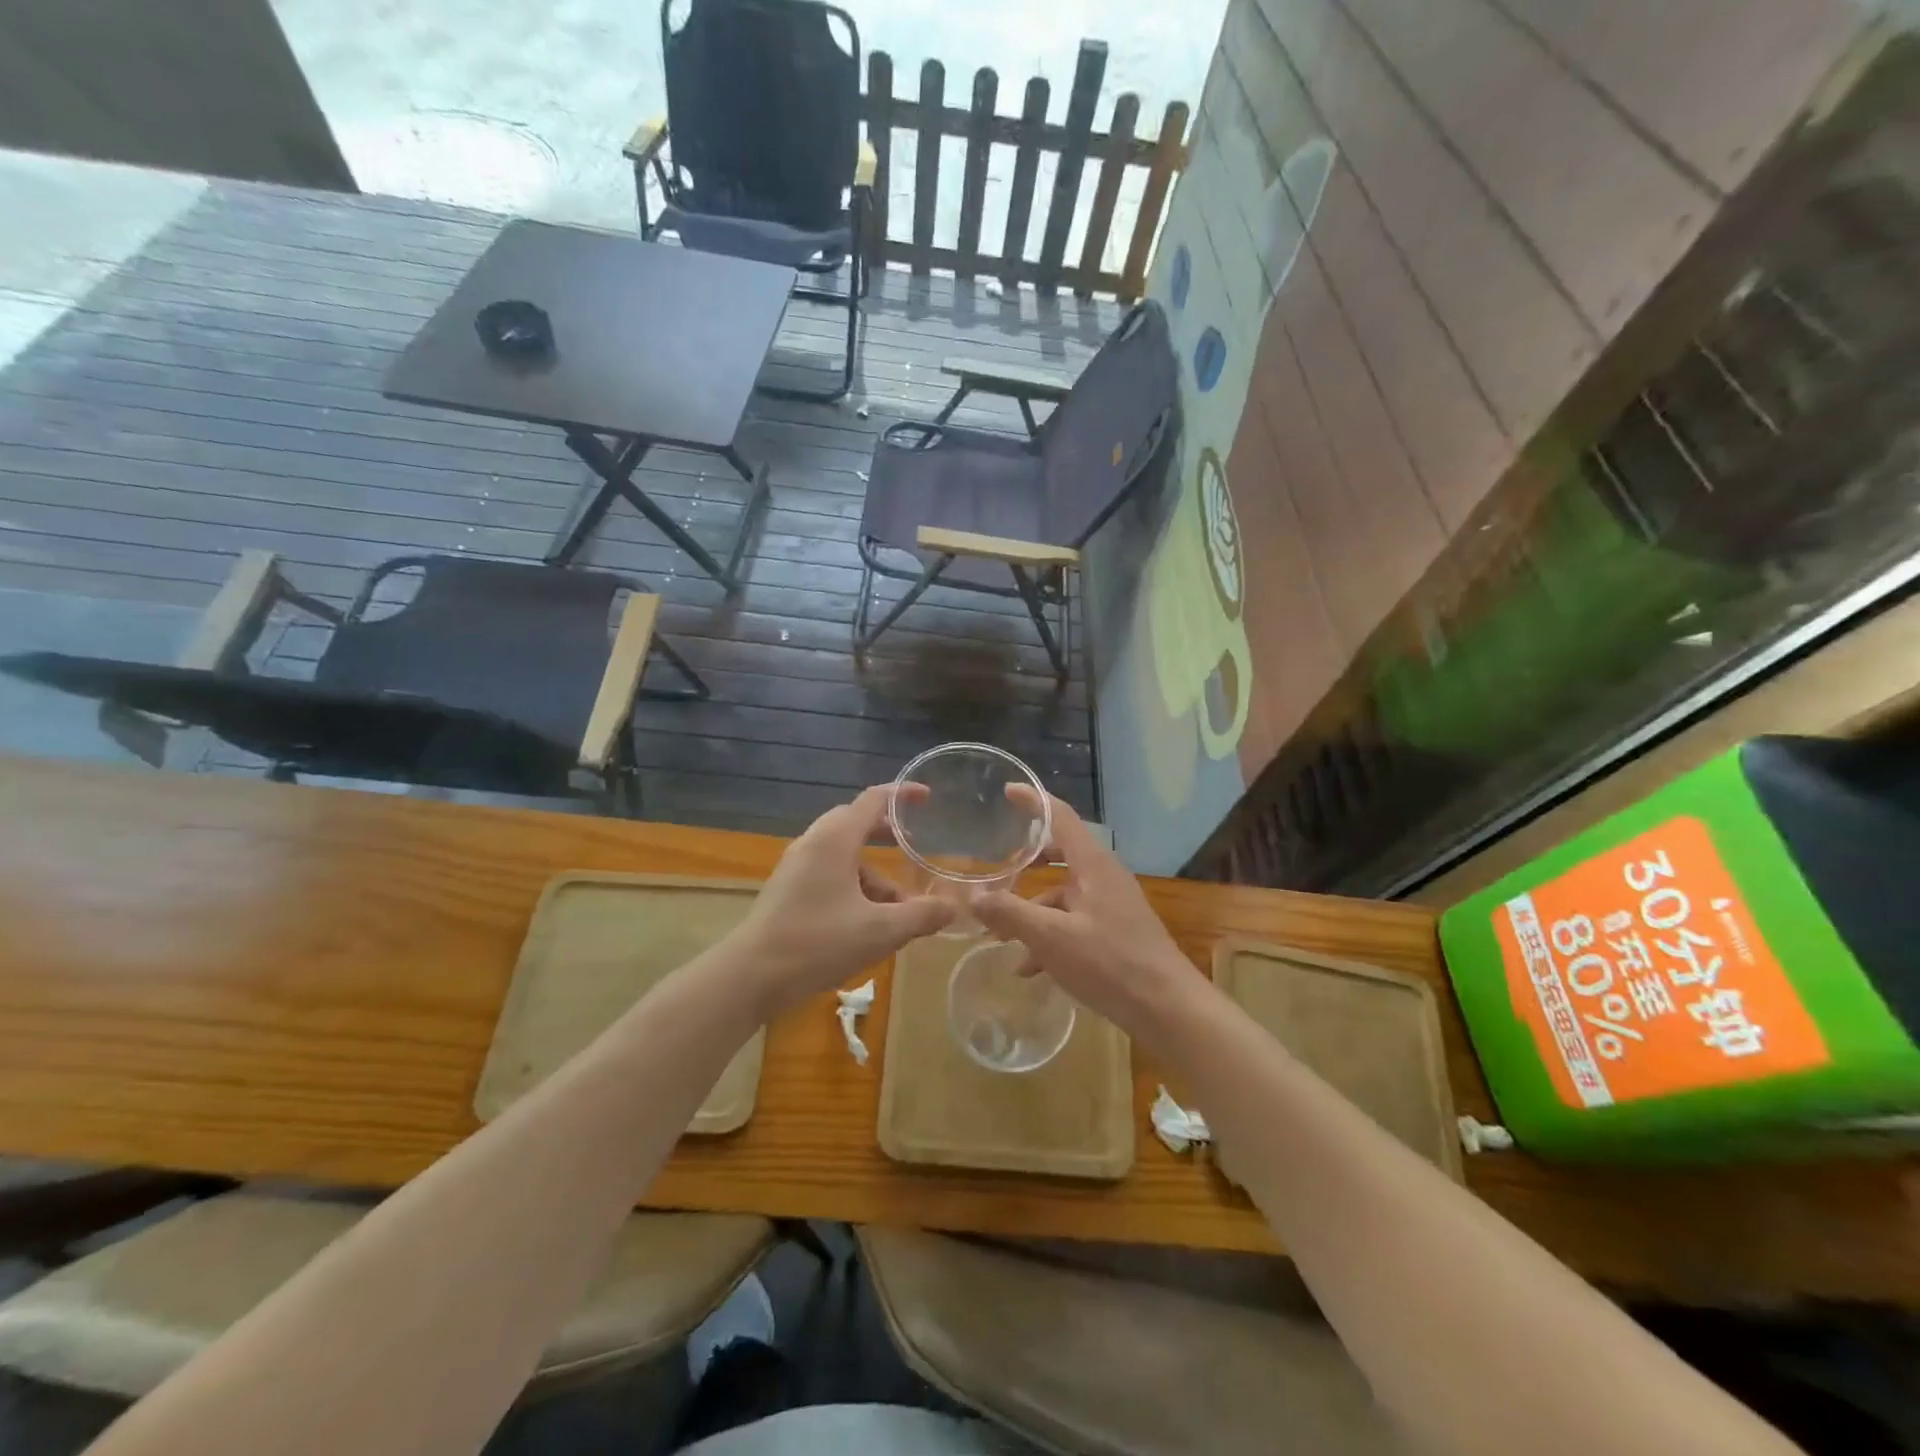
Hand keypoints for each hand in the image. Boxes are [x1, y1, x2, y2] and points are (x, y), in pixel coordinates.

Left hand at [730, 785, 952, 1014]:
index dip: (903, 794)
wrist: (750, 975)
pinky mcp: (788, 888)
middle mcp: (814, 842)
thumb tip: (952, 909)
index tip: (927, 797)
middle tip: (914, 847)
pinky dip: (854, 884)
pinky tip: (867, 921)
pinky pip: (829, 872)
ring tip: (899, 906)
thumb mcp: (879, 931)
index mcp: (835, 839)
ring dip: (874, 872)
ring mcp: (797, 865)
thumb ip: (920, 916)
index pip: (874, 799)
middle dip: (888, 834)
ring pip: (843, 854)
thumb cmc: (817, 943)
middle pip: (856, 823)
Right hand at [974, 793, 1197, 1044]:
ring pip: (1064, 895)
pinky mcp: (1116, 935)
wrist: (1168, 1010)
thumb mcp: (1052, 939)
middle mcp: (1104, 878)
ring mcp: (1113, 907)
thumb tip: (973, 897)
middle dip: (1029, 862)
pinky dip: (1049, 937)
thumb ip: (1011, 915)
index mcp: (1094, 866)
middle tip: (1000, 867)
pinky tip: (1029, 969)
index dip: (1034, 801)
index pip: (1062, 817)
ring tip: (1001, 938)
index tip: (1008, 791)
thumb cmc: (1111, 964)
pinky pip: (1074, 924)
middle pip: (1062, 854)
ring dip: (1033, 911)